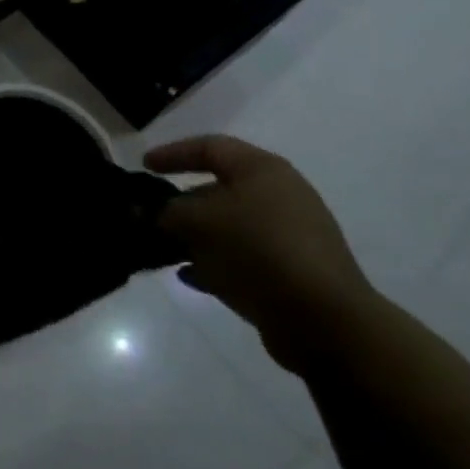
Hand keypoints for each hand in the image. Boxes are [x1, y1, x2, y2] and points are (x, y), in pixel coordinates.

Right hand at [146, 135, 381, 371]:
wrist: (325, 321)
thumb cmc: (258, 250)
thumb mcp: (199, 222)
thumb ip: (165, 212)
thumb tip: (146, 212)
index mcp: (262, 170)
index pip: (209, 147)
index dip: (173, 153)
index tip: (144, 167)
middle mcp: (279, 195)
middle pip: (219, 187)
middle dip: (181, 201)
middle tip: (151, 215)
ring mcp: (289, 235)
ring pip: (229, 225)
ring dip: (196, 235)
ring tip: (165, 248)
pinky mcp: (292, 271)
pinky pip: (243, 257)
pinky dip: (215, 261)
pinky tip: (190, 276)